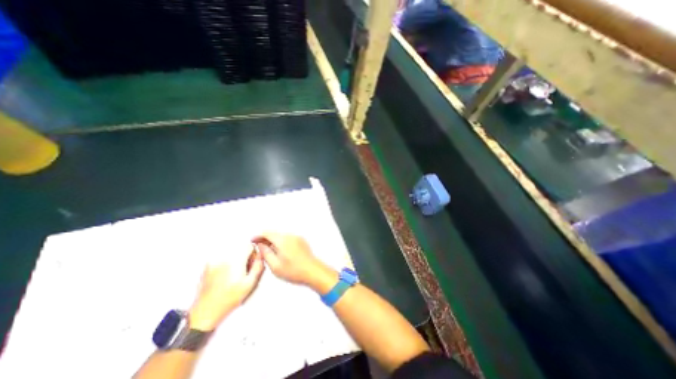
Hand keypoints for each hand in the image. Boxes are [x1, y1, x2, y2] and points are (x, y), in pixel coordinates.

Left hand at [189, 247, 266, 329]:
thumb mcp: (250, 284)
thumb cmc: (229, 299)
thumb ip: (258, 266)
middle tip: (244, 271)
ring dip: (236, 259)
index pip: (249, 246)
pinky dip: (226, 263)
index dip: (253, 253)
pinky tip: (225, 276)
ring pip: (231, 253)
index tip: (252, 263)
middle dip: (244, 257)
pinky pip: (222, 258)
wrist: (206, 311)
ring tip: (234, 275)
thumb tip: (260, 255)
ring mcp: (214, 261)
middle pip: (240, 248)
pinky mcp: (207, 265)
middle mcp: (224, 257)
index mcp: (235, 261)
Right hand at [250, 230, 331, 287]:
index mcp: (282, 240)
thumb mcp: (275, 265)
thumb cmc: (293, 271)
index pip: (267, 233)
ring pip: (281, 236)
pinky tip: (280, 251)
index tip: (252, 241)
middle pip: (274, 233)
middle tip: (259, 247)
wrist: (313, 271)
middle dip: (265, 239)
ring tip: (269, 251)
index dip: (258, 236)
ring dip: (273, 240)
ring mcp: (297, 237)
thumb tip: (260, 244)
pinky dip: (281, 242)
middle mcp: (290, 236)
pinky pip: (288, 238)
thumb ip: (266, 253)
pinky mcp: (301, 240)